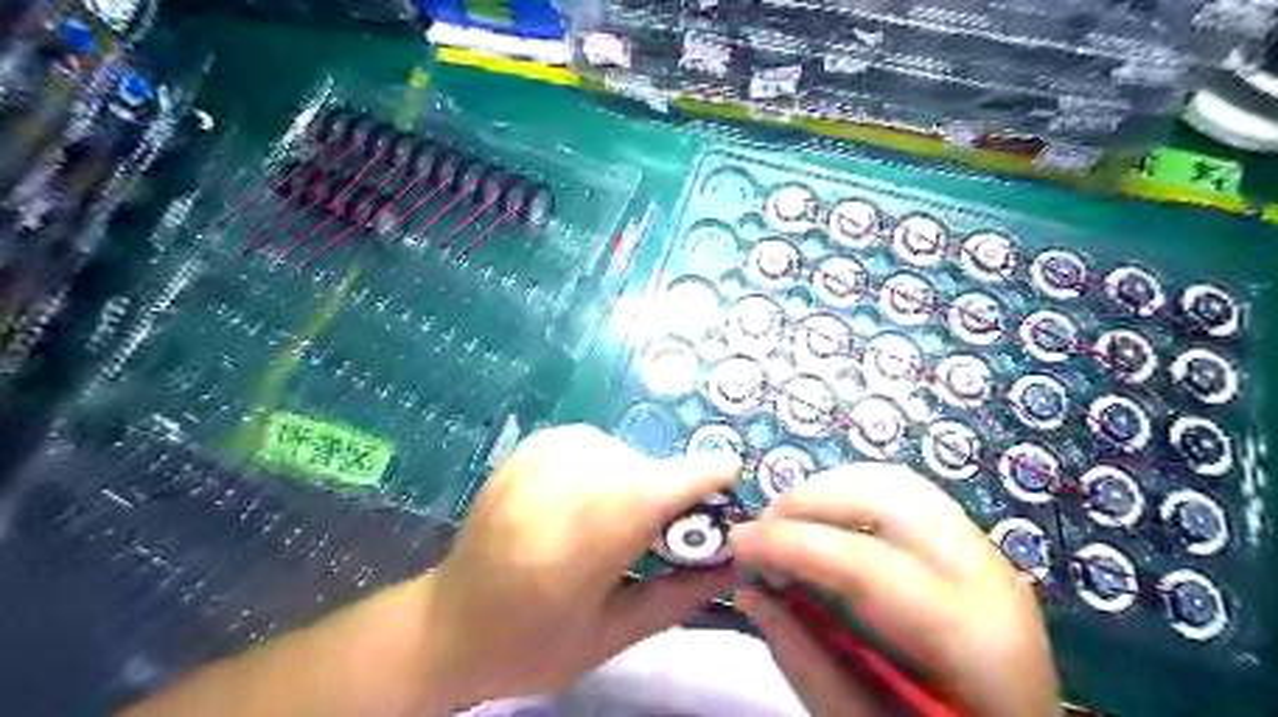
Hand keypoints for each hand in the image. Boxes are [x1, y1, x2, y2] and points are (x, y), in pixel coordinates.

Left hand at [421, 426, 739, 711]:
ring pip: (624, 454)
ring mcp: (544, 455)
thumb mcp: (610, 637)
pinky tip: (585, 501)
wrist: (446, 623)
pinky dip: (605, 468)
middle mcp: (568, 480)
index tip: (728, 483)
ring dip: (635, 484)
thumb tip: (732, 563)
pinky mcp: (530, 446)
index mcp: (589, 535)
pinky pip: (595, 444)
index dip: (705, 478)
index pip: (669, 483)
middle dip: (668, 498)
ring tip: (611, 525)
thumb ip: (677, 596)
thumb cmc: (529, 642)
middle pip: (649, 471)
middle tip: (656, 539)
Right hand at [728, 464, 1060, 716]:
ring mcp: (987, 552)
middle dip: (811, 499)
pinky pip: (907, 494)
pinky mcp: (974, 545)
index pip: (863, 563)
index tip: (737, 543)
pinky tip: (828, 522)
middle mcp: (987, 576)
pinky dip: (855, 494)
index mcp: (969, 638)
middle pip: (888, 496)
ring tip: (790, 522)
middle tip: (765, 529)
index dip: (790, 544)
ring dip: (831, 489)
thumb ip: (805, 660)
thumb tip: (751, 592)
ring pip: (897, 482)